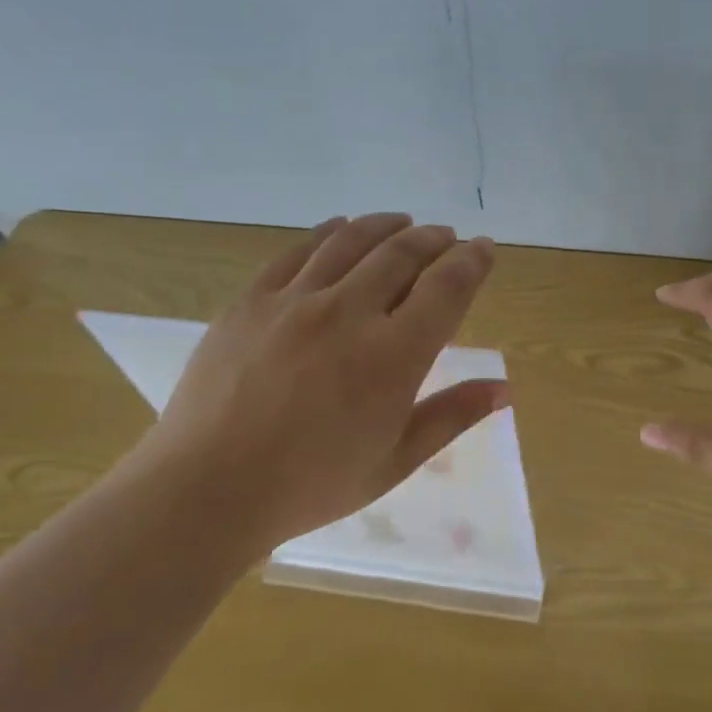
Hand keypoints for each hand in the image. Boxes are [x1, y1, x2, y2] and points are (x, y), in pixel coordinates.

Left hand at [145, 213, 506, 547]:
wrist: (206, 489)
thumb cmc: (311, 484)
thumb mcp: (394, 460)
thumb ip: (452, 416)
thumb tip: (504, 388)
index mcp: (393, 356)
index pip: (447, 288)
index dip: (473, 261)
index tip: (484, 247)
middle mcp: (350, 313)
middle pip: (403, 254)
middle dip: (434, 239)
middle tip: (447, 236)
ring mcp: (296, 300)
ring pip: (353, 241)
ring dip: (387, 225)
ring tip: (404, 221)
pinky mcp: (252, 299)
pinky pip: (299, 250)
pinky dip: (330, 232)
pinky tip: (342, 228)